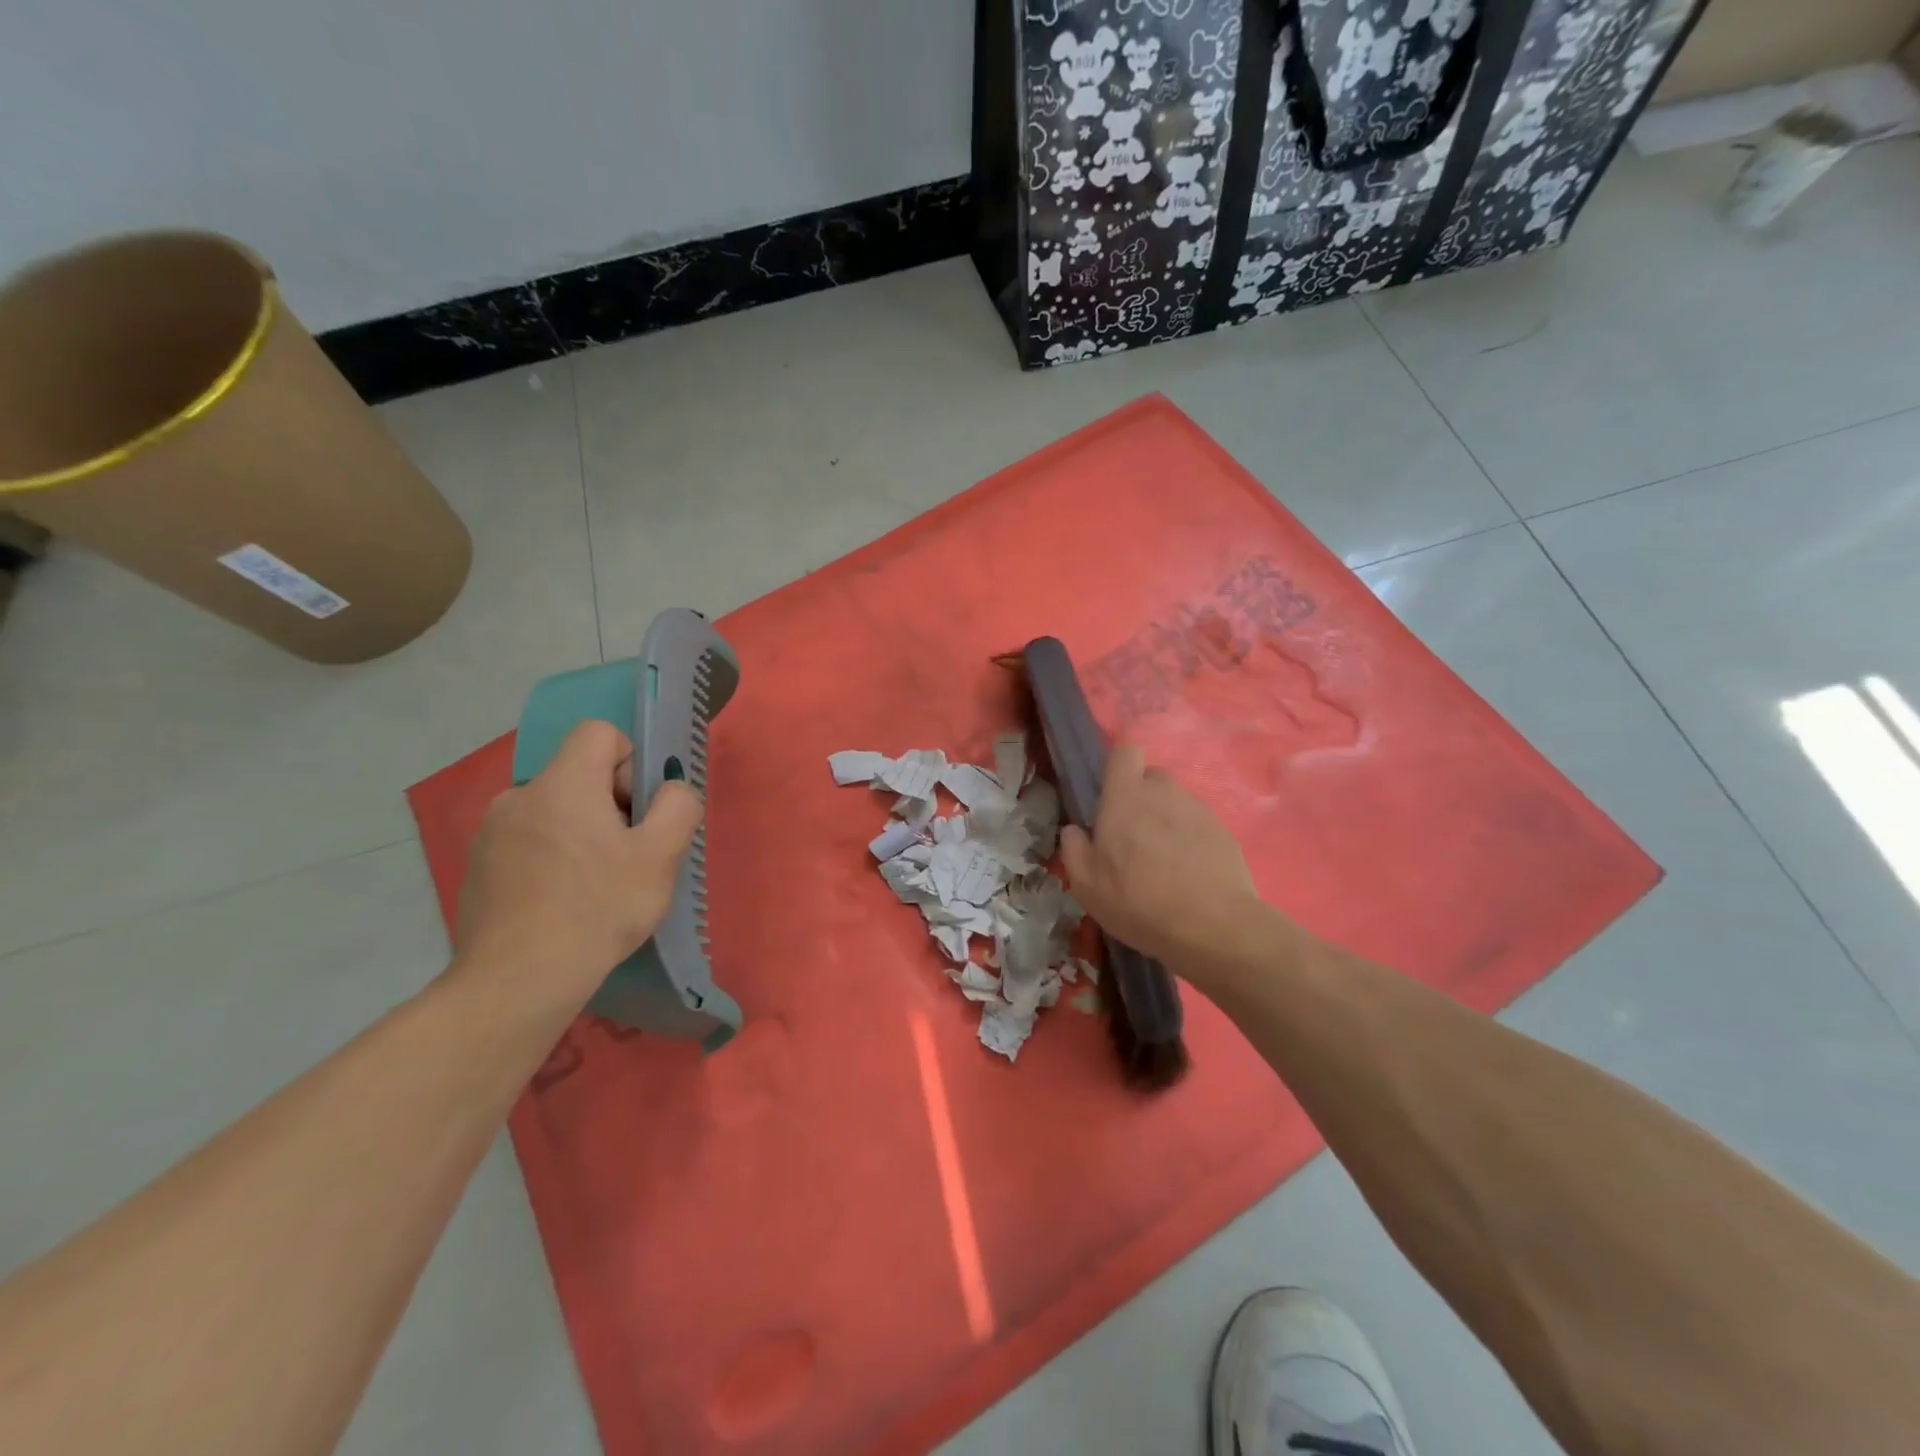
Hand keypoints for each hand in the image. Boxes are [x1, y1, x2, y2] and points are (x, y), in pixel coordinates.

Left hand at [451, 720, 701, 1014]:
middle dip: (609, 804)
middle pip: (578, 774)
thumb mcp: (661, 857)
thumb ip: (678, 807)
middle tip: (626, 856)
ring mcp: (491, 832)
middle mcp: (519, 795)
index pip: (599, 733)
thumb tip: (671, 790)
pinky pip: (527, 840)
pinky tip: (560, 902)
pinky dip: (549, 857)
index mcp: (563, 783)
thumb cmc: (597, 910)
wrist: (516, 982)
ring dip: (579, 832)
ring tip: (593, 885)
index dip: (629, 762)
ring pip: (553, 810)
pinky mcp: (478, 866)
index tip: (637, 811)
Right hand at [1060, 743, 1264, 983]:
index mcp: (1126, 798)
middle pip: (1152, 777)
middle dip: (1142, 797)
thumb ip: (1074, 850)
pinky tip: (1190, 873)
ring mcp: (1199, 810)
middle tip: (1134, 836)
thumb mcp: (1087, 886)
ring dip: (1167, 820)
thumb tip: (1075, 830)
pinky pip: (1199, 824)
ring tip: (1164, 861)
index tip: (1111, 797)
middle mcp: (1164, 793)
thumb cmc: (1139, 903)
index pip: (1125, 752)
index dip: (1118, 768)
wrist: (1213, 928)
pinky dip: (1192, 840)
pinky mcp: (1224, 831)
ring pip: (1176, 801)